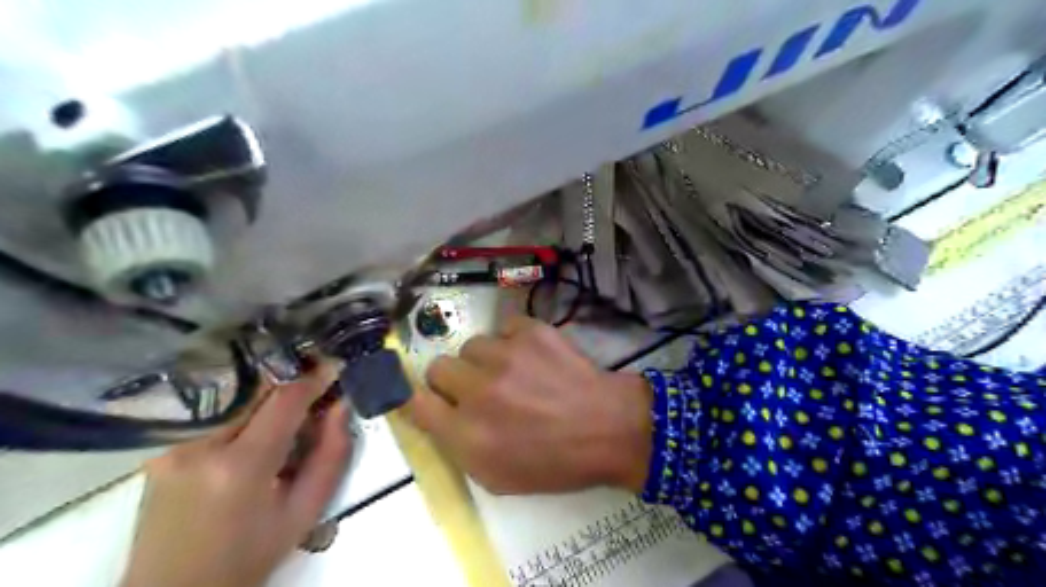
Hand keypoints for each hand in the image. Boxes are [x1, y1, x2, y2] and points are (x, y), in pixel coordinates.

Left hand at [120, 362, 352, 586]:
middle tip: (315, 397)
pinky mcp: (159, 451)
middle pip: (256, 392)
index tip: (335, 367)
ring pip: (235, 401)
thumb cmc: (249, 556)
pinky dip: (243, 416)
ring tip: (286, 423)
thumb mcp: (305, 512)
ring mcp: (171, 447)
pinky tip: (253, 438)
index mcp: (239, 466)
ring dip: (267, 402)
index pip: (283, 399)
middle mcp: (198, 446)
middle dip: (291, 388)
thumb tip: (341, 406)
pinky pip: (214, 416)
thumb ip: (332, 455)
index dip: (313, 379)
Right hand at [403, 317, 651, 494]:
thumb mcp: (498, 477)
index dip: (418, 397)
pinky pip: (505, 327)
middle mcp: (478, 391)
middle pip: (437, 367)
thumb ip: (459, 447)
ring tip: (514, 372)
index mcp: (466, 435)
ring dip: (485, 359)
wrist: (609, 427)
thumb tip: (438, 414)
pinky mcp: (530, 331)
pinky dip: (515, 341)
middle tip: (479, 388)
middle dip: (454, 379)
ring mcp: (504, 355)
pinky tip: (535, 358)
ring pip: (472, 344)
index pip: (414, 403)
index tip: (431, 397)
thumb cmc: (556, 462)